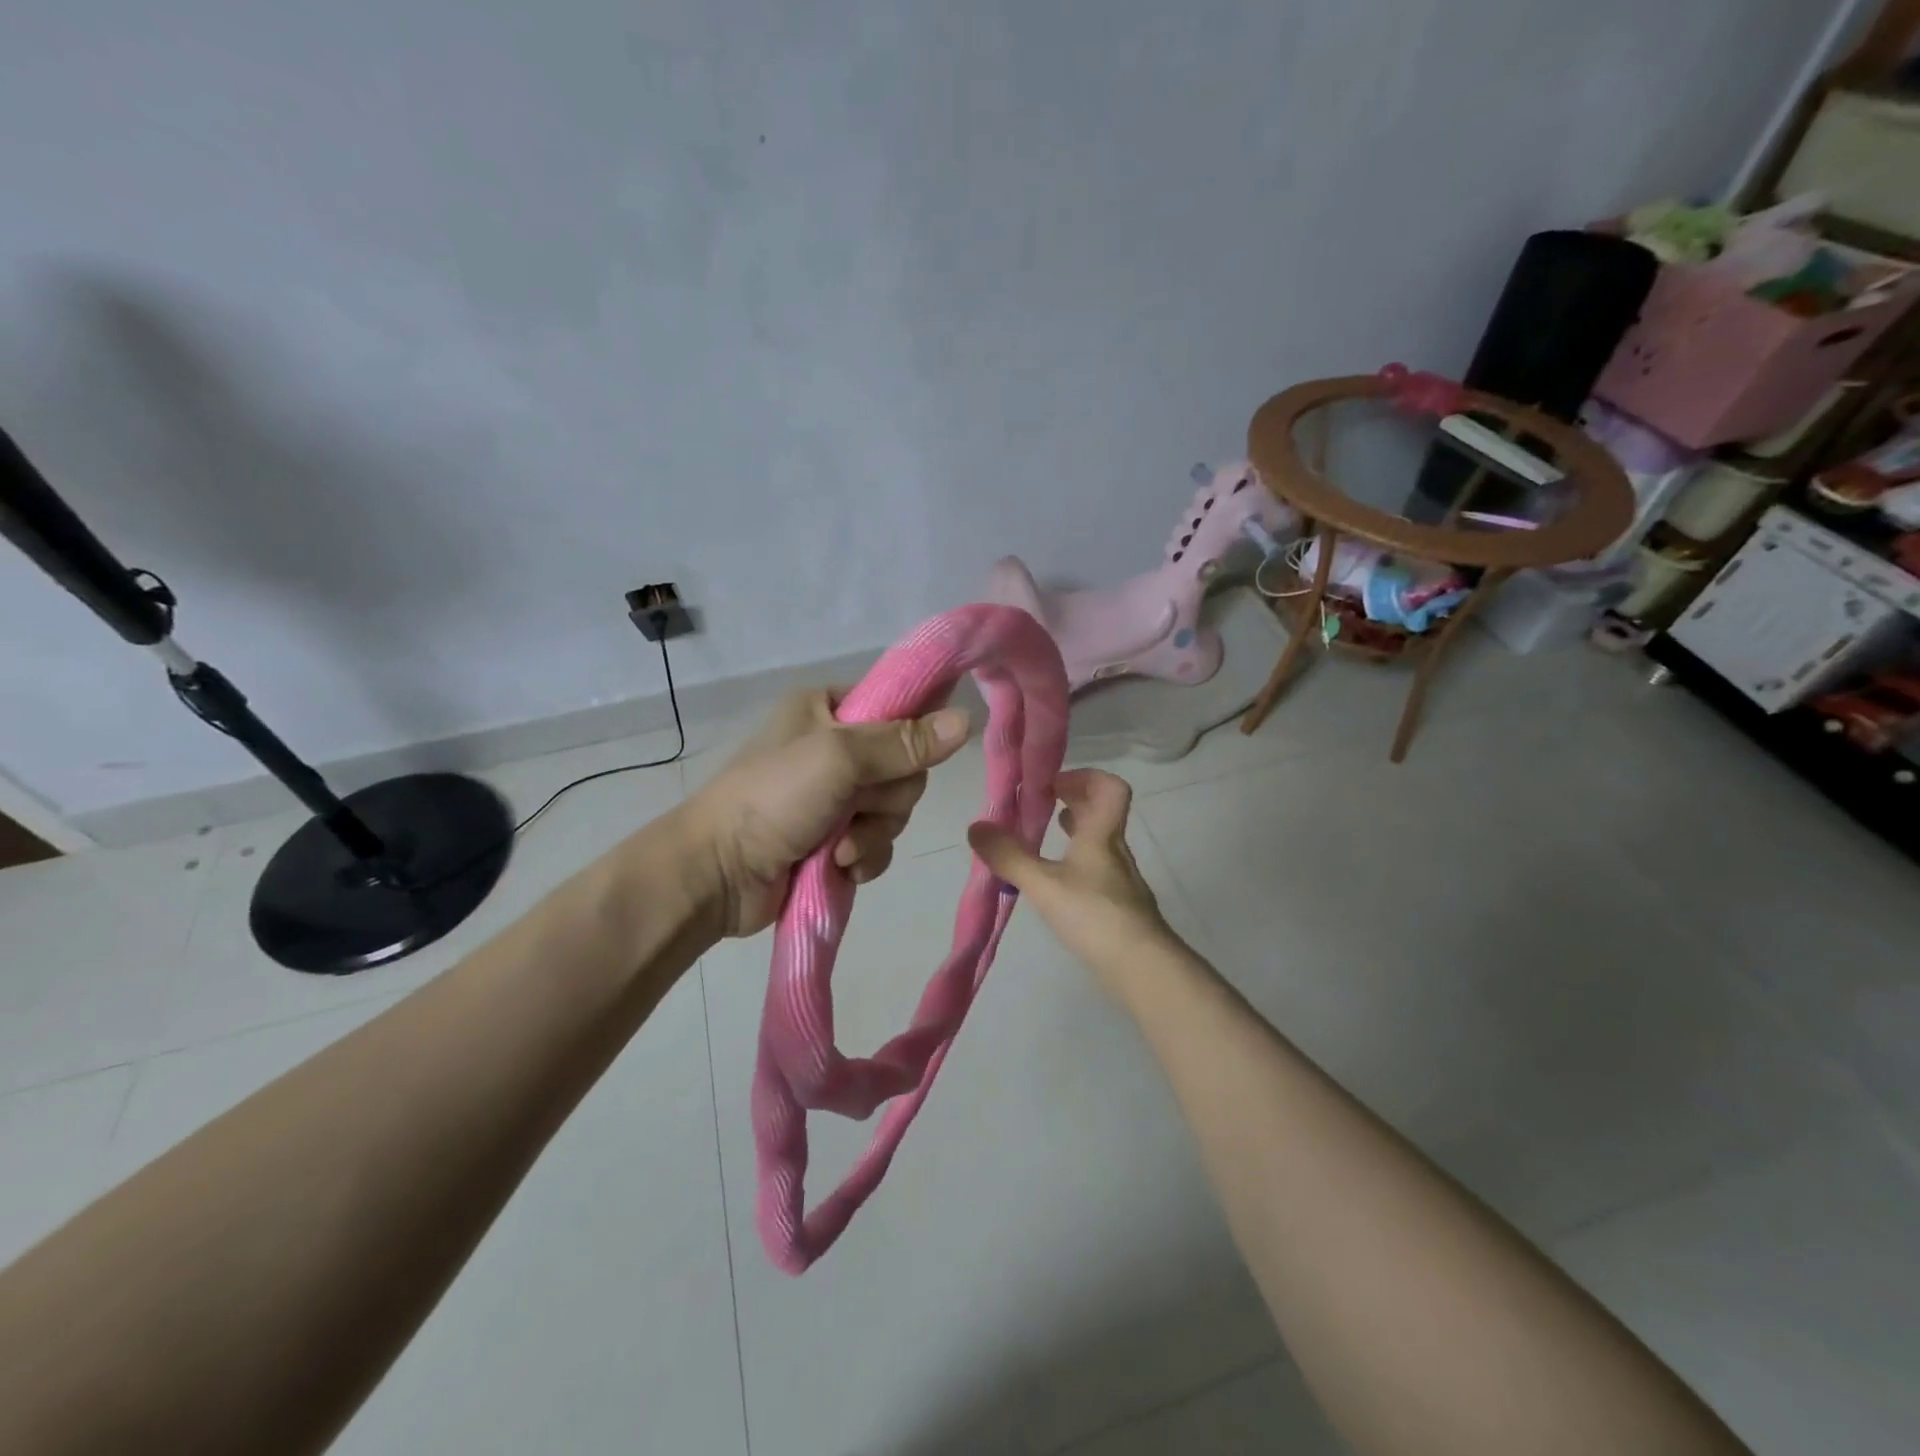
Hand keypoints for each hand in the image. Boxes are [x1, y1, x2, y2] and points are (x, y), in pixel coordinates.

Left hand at [685, 688, 971, 937]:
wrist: (717, 874)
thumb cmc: (772, 798)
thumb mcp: (839, 758)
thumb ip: (904, 742)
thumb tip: (968, 719)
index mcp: (829, 709)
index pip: (897, 707)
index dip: (913, 733)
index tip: (913, 756)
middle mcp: (835, 748)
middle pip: (904, 768)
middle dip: (885, 798)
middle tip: (856, 806)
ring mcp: (835, 797)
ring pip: (894, 810)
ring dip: (873, 834)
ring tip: (839, 848)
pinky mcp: (834, 839)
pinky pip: (878, 843)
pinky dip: (864, 857)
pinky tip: (840, 868)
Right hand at [967, 768, 1177, 983]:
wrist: (1141, 967)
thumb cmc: (1094, 914)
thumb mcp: (1043, 884)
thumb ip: (1008, 856)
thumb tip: (975, 827)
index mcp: (1102, 835)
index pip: (1111, 788)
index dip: (1085, 777)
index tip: (1053, 784)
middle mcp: (1115, 851)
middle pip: (1103, 812)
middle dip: (1074, 801)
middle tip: (1043, 804)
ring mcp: (1120, 880)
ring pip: (1099, 842)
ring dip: (1075, 832)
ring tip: (1044, 837)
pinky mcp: (1118, 907)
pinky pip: (1096, 870)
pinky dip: (1076, 864)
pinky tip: (1057, 882)